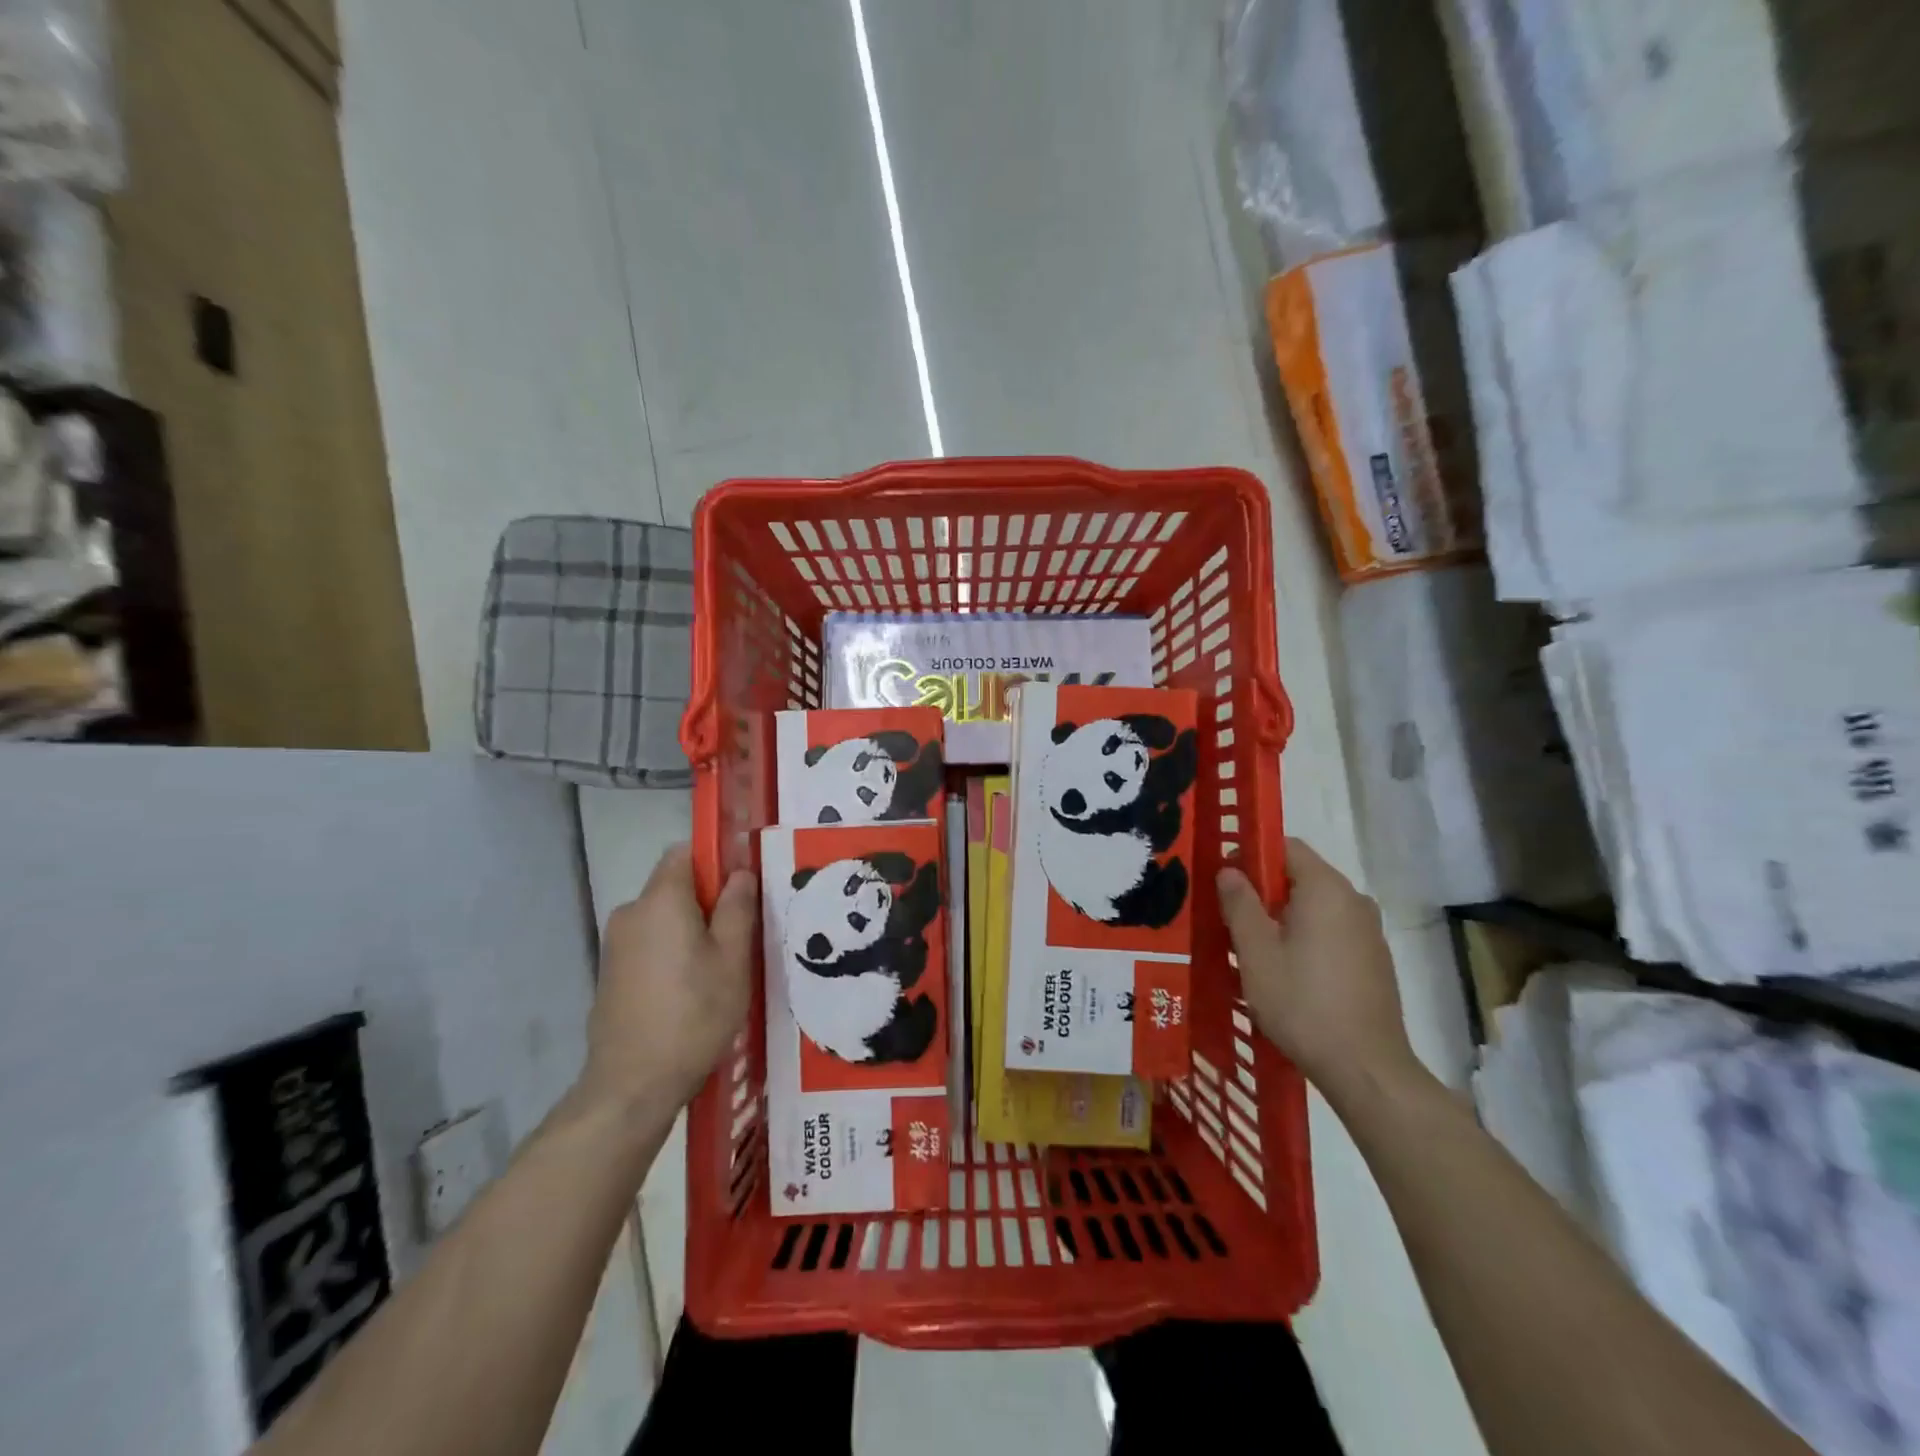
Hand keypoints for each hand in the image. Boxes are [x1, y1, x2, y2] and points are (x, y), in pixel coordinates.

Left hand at [581, 845, 756, 1113]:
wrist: (631, 1086)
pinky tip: (690, 992)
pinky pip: (648, 945)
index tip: (740, 888)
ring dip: (690, 931)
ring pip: (662, 919)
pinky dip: (670, 954)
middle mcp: (630, 913)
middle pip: (674, 887)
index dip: (715, 860)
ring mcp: (615, 946)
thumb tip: (740, 873)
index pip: (684, 852)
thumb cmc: (693, 1015)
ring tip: (719, 970)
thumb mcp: (732, 959)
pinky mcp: (610, 974)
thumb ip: (737, 908)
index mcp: (660, 901)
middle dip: (707, 901)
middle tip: (739, 936)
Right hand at [1217, 840, 1417, 1105]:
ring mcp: (1369, 932)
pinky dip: (1305, 938)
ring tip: (1253, 950)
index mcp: (1326, 889)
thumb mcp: (1255, 951)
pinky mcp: (1374, 960)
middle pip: (1300, 876)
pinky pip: (1331, 932)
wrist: (1366, 1068)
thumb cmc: (1302, 1003)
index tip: (1224, 880)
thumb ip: (1240, 903)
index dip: (1251, 855)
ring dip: (1282, 918)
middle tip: (1230, 919)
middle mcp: (1354, 900)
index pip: (1286, 846)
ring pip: (1315, 907)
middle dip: (1263, 891)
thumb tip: (1230, 870)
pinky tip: (1286, 972)